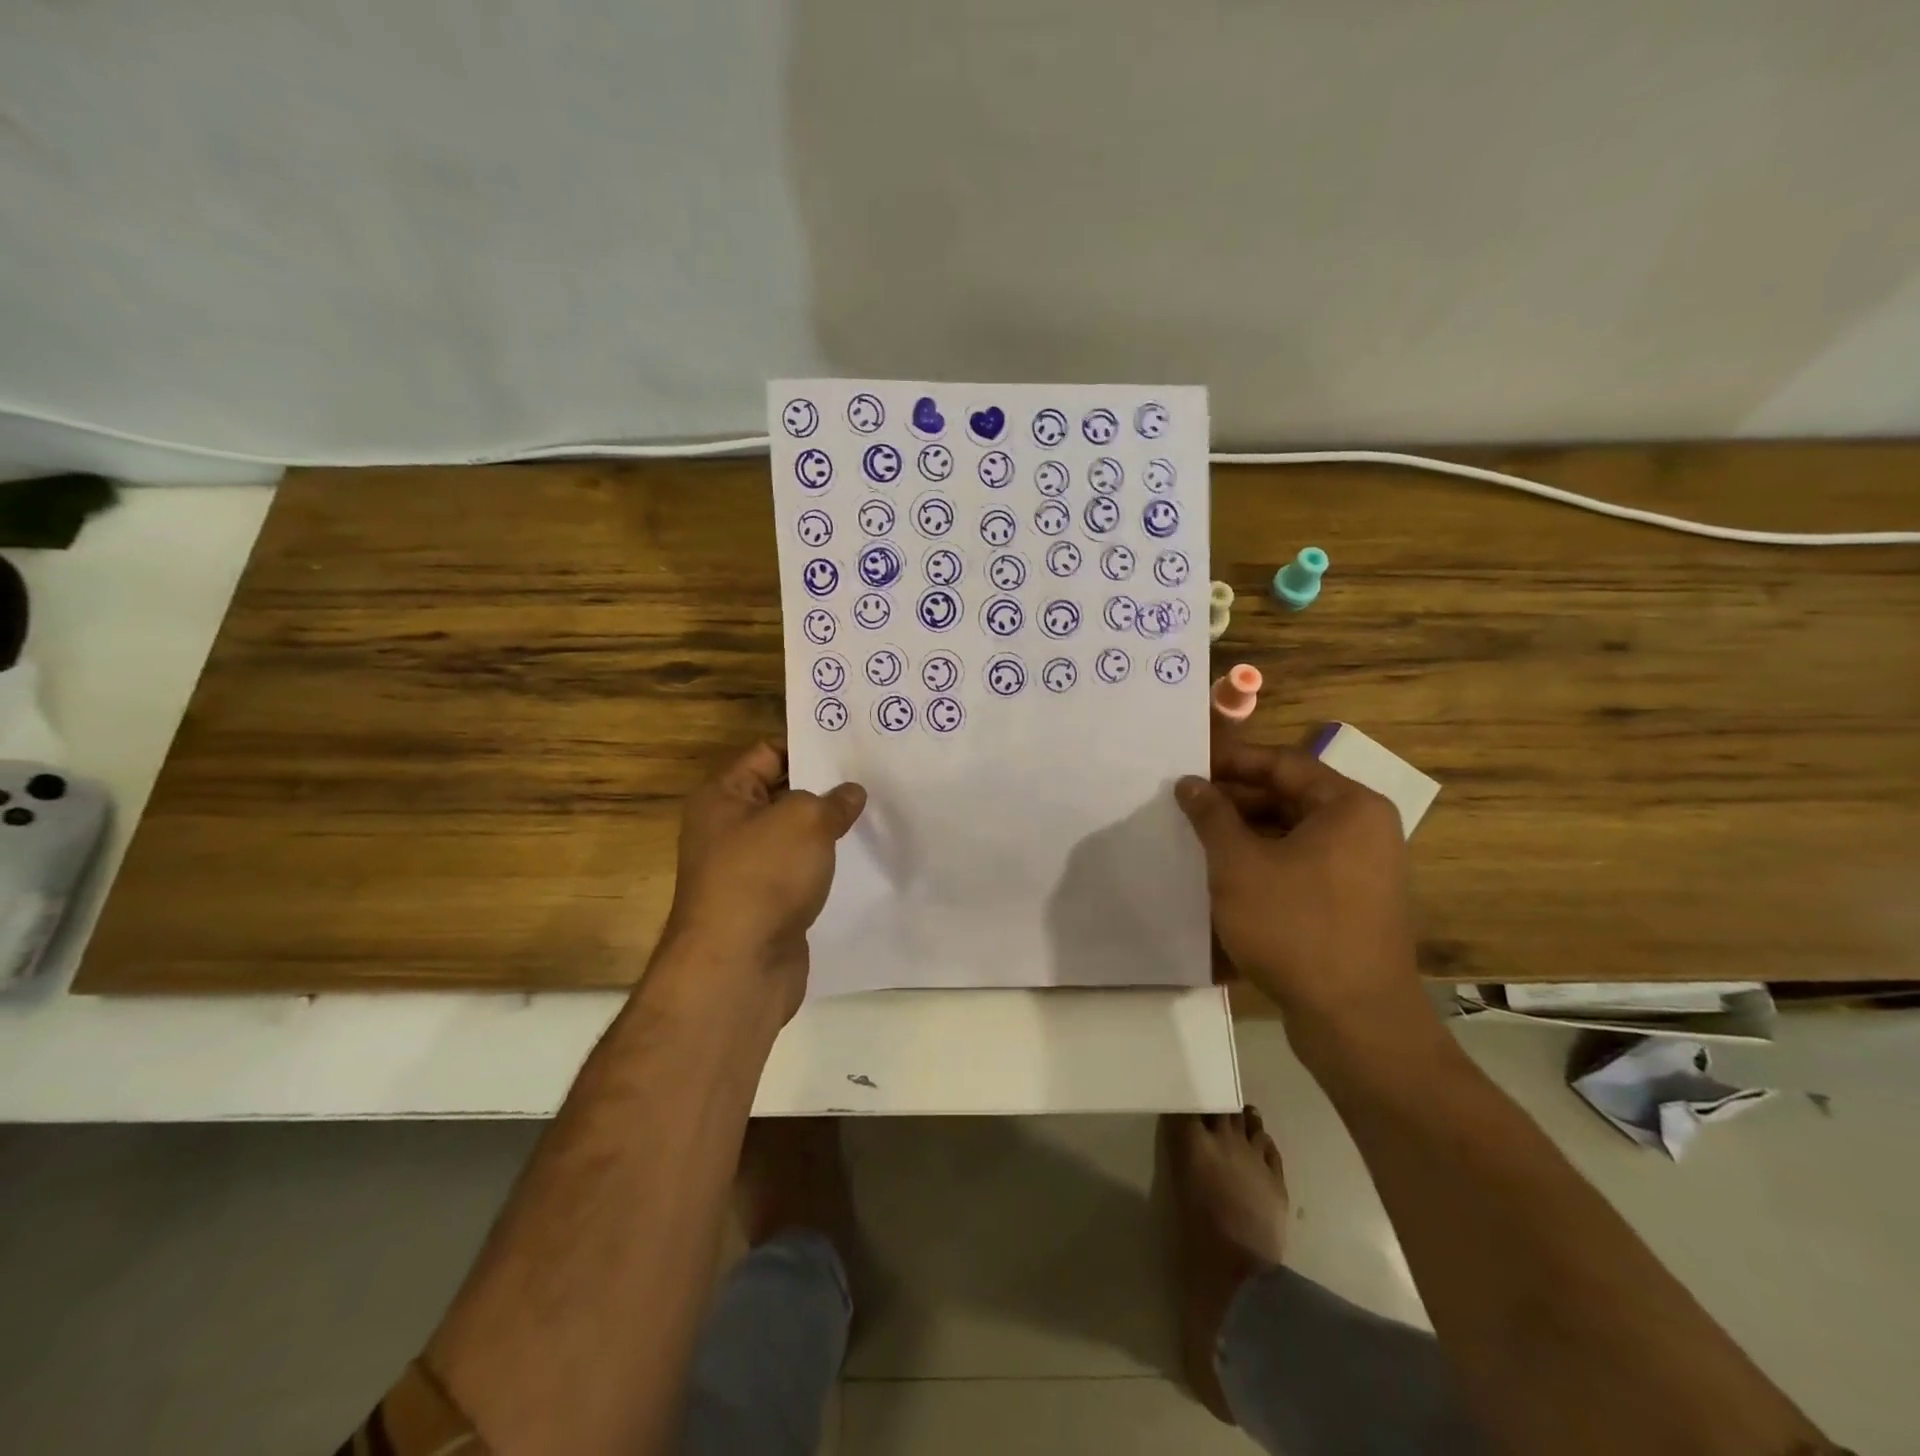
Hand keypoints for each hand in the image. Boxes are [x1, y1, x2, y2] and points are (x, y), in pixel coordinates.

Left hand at [656, 742, 865, 1018]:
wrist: (738, 967)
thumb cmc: (763, 876)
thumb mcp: (804, 820)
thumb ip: (832, 800)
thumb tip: (850, 794)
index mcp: (723, 797)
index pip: (769, 753)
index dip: (809, 747)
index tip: (854, 747)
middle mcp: (728, 830)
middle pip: (783, 796)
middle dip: (826, 790)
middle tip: (875, 779)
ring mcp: (746, 871)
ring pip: (794, 838)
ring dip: (829, 832)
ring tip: (877, 815)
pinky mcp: (766, 906)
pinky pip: (800, 874)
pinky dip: (825, 868)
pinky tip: (861, 861)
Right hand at [1175, 737, 1434, 1048]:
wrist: (1354, 1020)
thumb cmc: (1295, 926)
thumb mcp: (1239, 864)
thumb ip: (1211, 816)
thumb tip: (1190, 783)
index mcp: (1349, 807)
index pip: (1283, 763)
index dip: (1231, 762)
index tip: (1188, 767)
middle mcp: (1364, 829)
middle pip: (1290, 797)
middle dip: (1235, 801)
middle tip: (1186, 806)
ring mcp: (1362, 869)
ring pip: (1293, 834)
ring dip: (1245, 833)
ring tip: (1197, 839)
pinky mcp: (1352, 903)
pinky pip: (1302, 865)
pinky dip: (1264, 862)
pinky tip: (1225, 876)